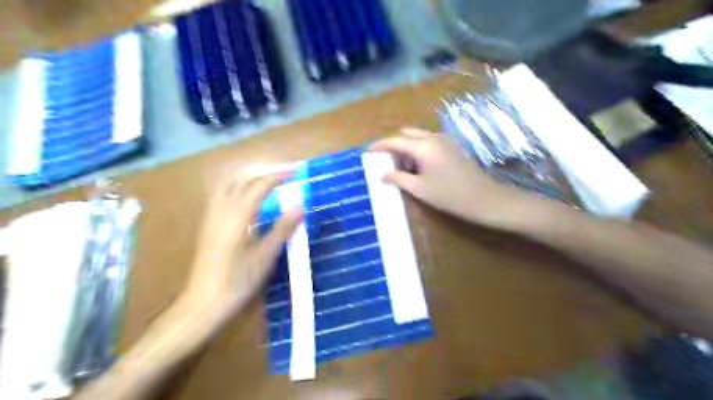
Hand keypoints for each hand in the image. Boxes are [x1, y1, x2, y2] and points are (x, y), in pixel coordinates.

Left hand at [182, 172, 300, 325]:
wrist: (205, 300)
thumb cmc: (239, 280)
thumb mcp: (266, 255)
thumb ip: (282, 228)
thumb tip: (300, 207)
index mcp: (238, 215)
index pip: (260, 186)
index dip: (278, 177)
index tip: (295, 174)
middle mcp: (222, 209)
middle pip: (242, 179)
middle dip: (263, 173)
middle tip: (282, 176)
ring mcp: (211, 215)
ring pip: (229, 185)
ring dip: (249, 178)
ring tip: (267, 182)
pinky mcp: (207, 224)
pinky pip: (222, 195)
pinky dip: (237, 188)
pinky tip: (247, 199)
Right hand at [371, 126, 537, 229]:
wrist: (484, 198)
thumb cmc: (449, 195)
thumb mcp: (419, 189)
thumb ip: (398, 178)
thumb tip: (382, 174)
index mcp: (423, 146)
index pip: (395, 140)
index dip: (379, 145)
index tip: (367, 152)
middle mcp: (433, 137)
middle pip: (406, 134)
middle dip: (393, 145)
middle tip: (385, 162)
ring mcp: (444, 141)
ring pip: (418, 137)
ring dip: (406, 148)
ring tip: (401, 169)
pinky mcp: (451, 147)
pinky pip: (428, 142)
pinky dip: (418, 150)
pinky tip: (418, 168)